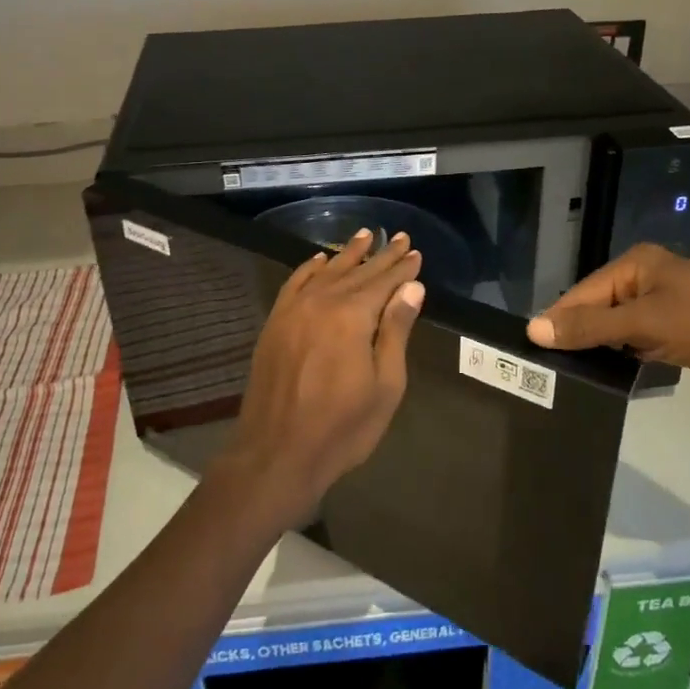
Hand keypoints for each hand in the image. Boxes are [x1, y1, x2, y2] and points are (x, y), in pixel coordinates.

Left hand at [217, 229, 425, 527]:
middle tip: (399, 237)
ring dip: (347, 253)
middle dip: (381, 255)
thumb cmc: (341, 427)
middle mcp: (321, 302)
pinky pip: (294, 284)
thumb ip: (396, 331)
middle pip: (357, 272)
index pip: (384, 282)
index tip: (415, 252)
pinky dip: (309, 268)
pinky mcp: (274, 323)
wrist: (276, 453)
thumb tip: (412, 287)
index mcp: (352, 317)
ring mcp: (293, 311)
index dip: (402, 267)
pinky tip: (319, 260)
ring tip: (365, 235)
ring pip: (326, 271)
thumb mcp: (385, 385)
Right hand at [526, 243, 689, 398]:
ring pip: (615, 325)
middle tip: (550, 367)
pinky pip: (634, 338)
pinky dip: (621, 353)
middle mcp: (646, 276)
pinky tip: (606, 373)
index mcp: (637, 263)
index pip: (584, 291)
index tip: (532, 350)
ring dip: (598, 346)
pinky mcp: (674, 328)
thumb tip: (533, 329)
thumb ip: (589, 327)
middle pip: (597, 307)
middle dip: (578, 334)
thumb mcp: (644, 325)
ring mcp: (662, 302)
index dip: (559, 320)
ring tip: (570, 373)